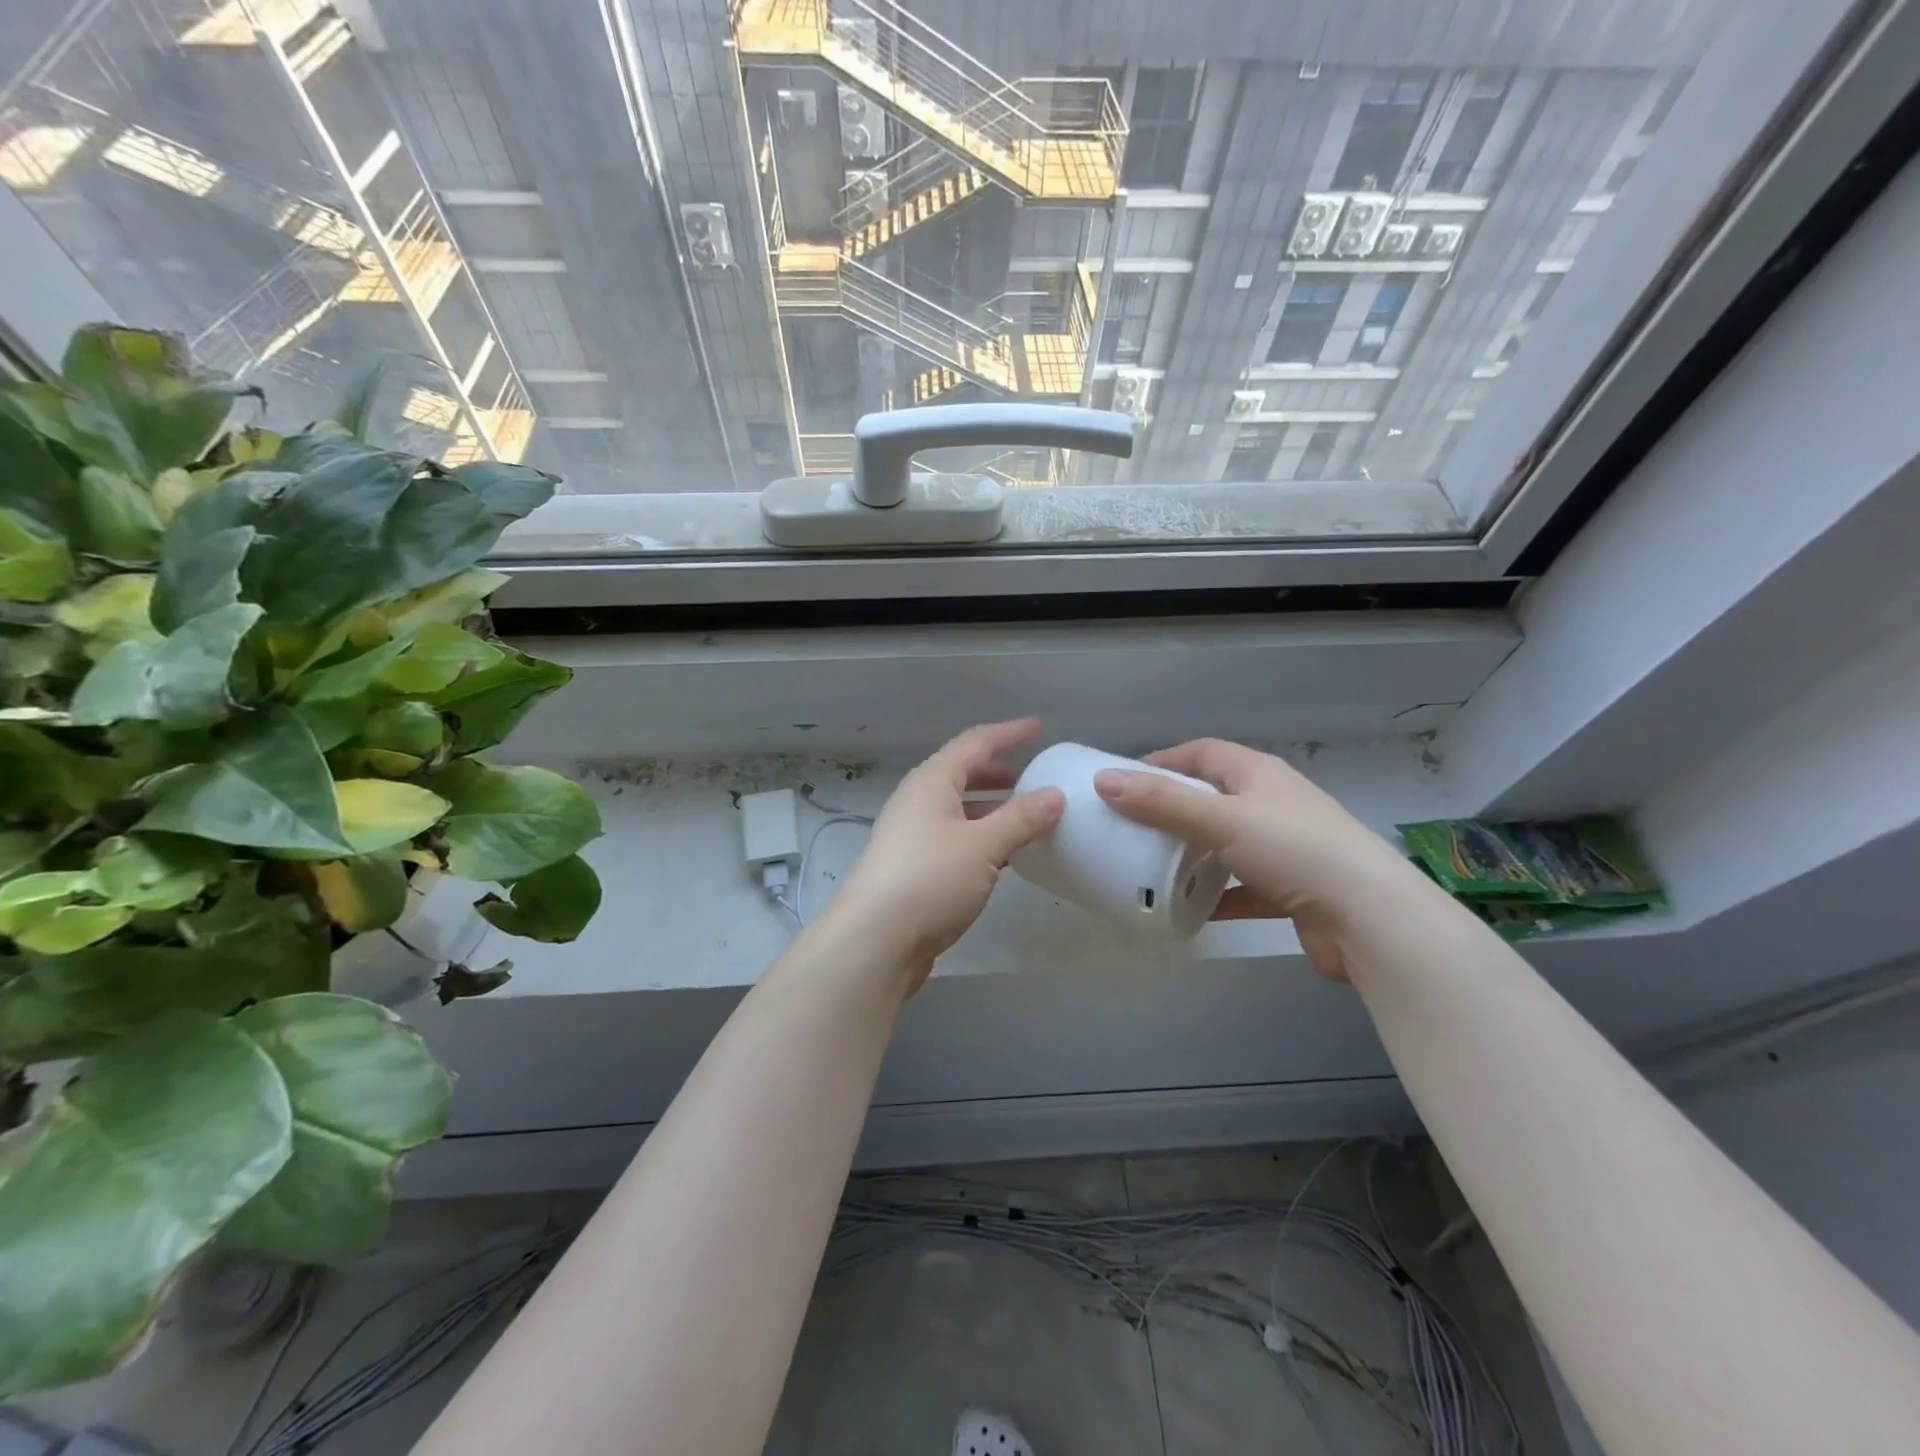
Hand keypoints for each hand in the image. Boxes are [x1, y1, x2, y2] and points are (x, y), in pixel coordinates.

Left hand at [824, 719, 1064, 993]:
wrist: (875, 941)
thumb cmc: (930, 880)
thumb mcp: (983, 845)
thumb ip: (1022, 818)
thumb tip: (1055, 794)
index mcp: (930, 782)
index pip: (974, 744)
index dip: (1008, 734)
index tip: (1038, 728)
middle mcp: (917, 802)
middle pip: (961, 774)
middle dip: (997, 771)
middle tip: (1031, 775)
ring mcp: (912, 837)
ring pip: (958, 809)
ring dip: (991, 807)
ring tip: (1025, 815)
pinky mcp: (914, 869)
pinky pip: (955, 839)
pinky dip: (982, 837)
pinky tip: (1003, 856)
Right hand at [1093, 739, 1410, 981]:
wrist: (1370, 919)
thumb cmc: (1294, 851)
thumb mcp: (1221, 819)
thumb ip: (1161, 802)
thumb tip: (1103, 780)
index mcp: (1259, 775)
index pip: (1203, 753)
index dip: (1164, 760)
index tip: (1125, 779)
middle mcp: (1274, 804)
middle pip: (1213, 798)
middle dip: (1172, 810)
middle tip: (1130, 826)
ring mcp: (1286, 848)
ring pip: (1226, 844)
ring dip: (1193, 854)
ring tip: (1151, 866)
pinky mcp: (1292, 890)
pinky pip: (1242, 887)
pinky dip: (1216, 896)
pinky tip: (1190, 909)